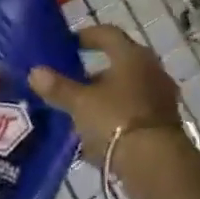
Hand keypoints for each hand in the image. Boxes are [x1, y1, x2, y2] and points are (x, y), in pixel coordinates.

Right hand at [28, 25, 194, 183]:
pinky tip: (96, 135)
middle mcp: (151, 69)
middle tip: (70, 80)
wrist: (157, 164)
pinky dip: (115, 117)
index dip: (86, 36)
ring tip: (79, 111)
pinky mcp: (164, 122)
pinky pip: (133, 112)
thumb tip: (35, 72)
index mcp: (132, 55)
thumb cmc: (116, 120)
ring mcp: (161, 96)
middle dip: (93, 72)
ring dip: (104, 97)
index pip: (108, 34)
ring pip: (126, 89)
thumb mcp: (80, 104)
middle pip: (119, 62)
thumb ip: (58, 87)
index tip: (68, 44)